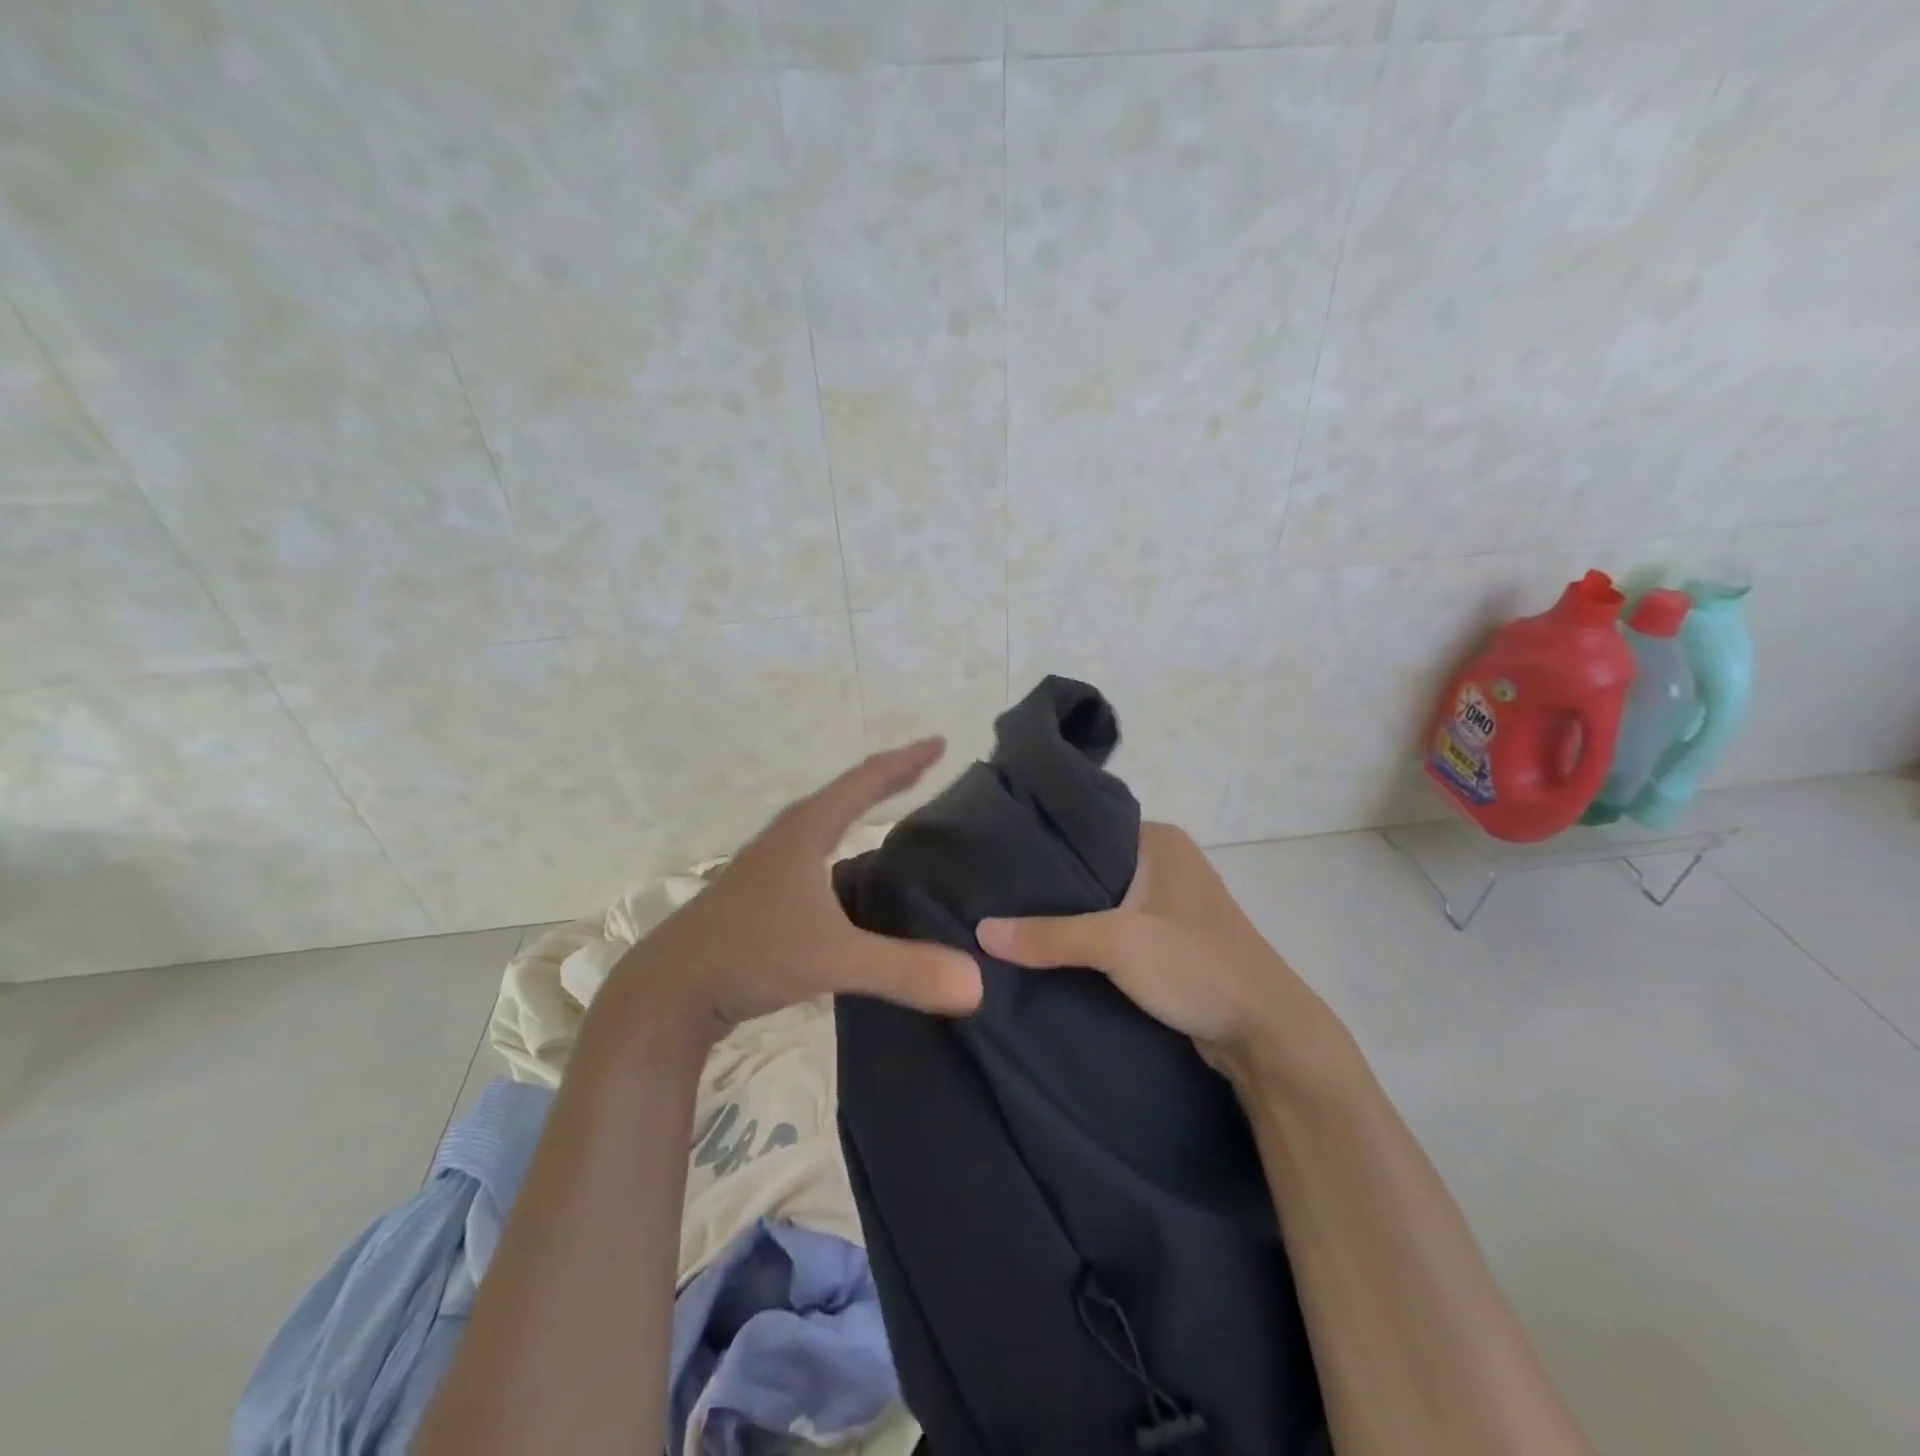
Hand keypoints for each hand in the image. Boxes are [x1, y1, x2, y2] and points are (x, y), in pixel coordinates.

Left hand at [612, 739, 982, 1044]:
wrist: (667, 992)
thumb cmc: (749, 954)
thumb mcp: (832, 960)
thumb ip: (904, 970)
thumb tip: (977, 982)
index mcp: (806, 831)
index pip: (864, 782)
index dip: (905, 761)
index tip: (940, 743)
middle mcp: (788, 838)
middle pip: (845, 796)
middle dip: (887, 780)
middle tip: (926, 769)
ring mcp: (770, 867)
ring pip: (826, 826)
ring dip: (861, 814)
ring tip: (896, 814)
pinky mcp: (761, 897)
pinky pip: (817, 858)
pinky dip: (845, 852)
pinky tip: (855, 879)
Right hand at [977, 823, 1341, 1082]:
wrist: (1266, 1033)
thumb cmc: (1195, 966)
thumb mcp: (1117, 944)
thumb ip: (1049, 935)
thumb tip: (981, 932)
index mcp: (1160, 841)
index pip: (1087, 827)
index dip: (1042, 842)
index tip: (995, 857)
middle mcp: (1167, 862)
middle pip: (1093, 865)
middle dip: (1051, 884)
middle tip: (995, 895)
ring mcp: (1172, 903)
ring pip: (1106, 900)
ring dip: (1071, 915)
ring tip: (1012, 920)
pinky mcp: (1172, 940)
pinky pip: (1119, 928)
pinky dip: (1091, 938)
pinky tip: (1052, 949)